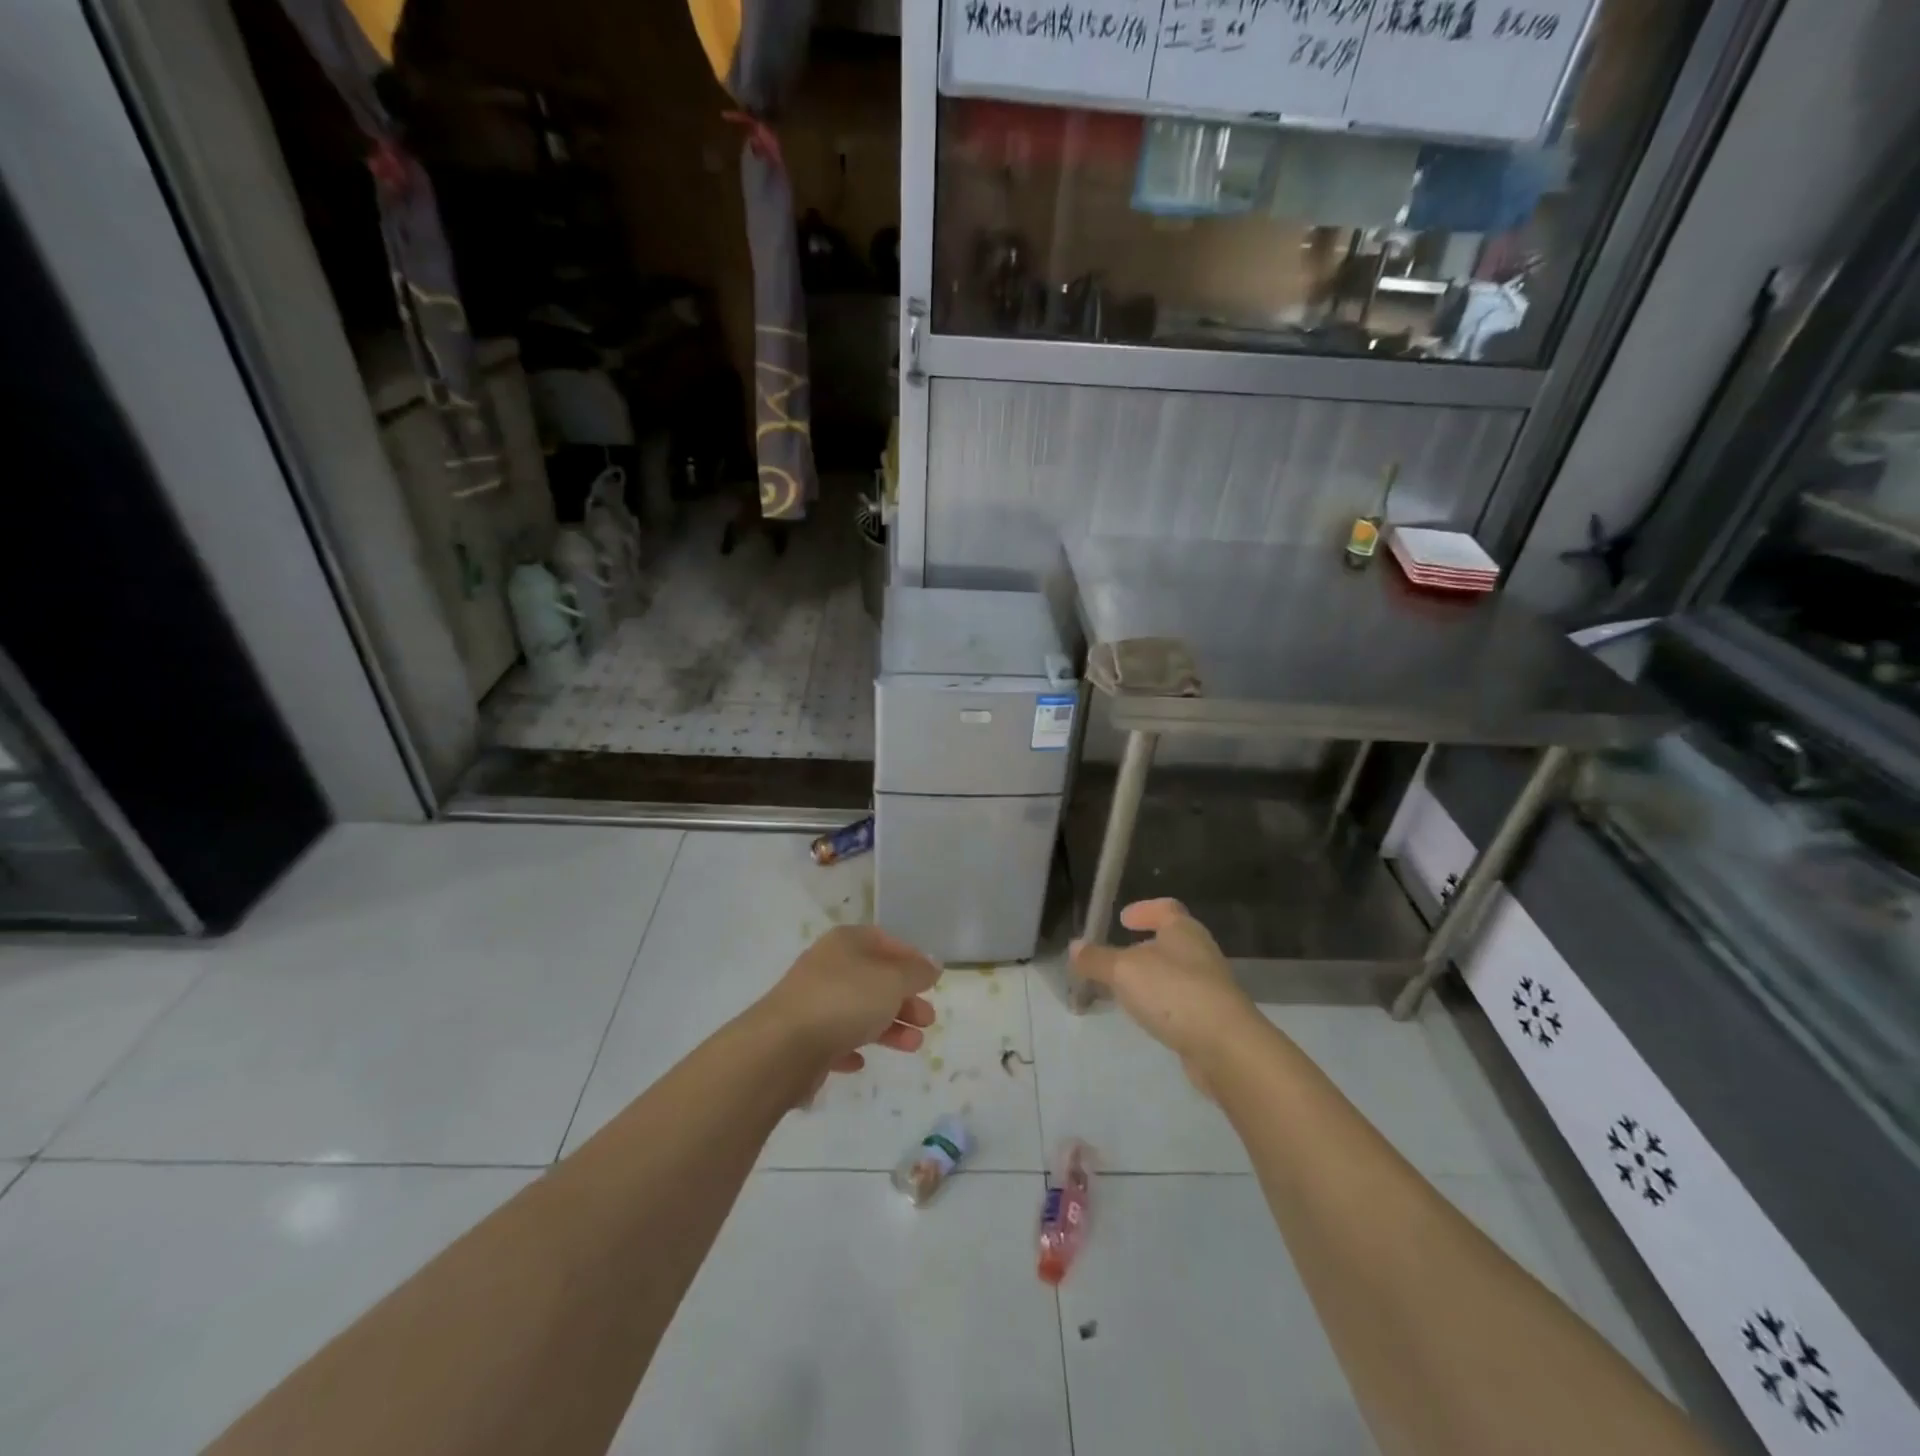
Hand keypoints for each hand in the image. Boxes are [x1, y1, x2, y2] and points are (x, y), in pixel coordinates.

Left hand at [761, 925, 939, 1076]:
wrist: (783, 1048)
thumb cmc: (845, 1000)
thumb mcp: (892, 980)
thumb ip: (916, 973)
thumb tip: (932, 964)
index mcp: (846, 943)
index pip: (884, 940)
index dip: (910, 957)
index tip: (931, 980)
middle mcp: (828, 967)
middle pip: (874, 979)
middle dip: (904, 999)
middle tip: (928, 1020)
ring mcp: (813, 1003)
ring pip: (859, 1011)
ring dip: (889, 1027)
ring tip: (913, 1045)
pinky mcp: (803, 1038)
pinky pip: (835, 1039)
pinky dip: (852, 1047)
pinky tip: (862, 1061)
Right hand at [1070, 899, 1259, 1079]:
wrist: (1226, 1048)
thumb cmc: (1174, 993)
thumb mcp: (1124, 971)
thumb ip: (1097, 959)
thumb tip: (1075, 947)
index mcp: (1184, 931)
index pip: (1166, 908)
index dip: (1144, 909)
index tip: (1122, 919)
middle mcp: (1200, 953)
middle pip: (1170, 941)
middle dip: (1142, 947)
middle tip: (1114, 957)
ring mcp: (1210, 988)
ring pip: (1173, 974)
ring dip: (1149, 978)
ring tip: (1121, 990)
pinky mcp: (1211, 1019)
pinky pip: (1178, 1002)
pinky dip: (1159, 1004)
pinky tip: (1144, 1016)